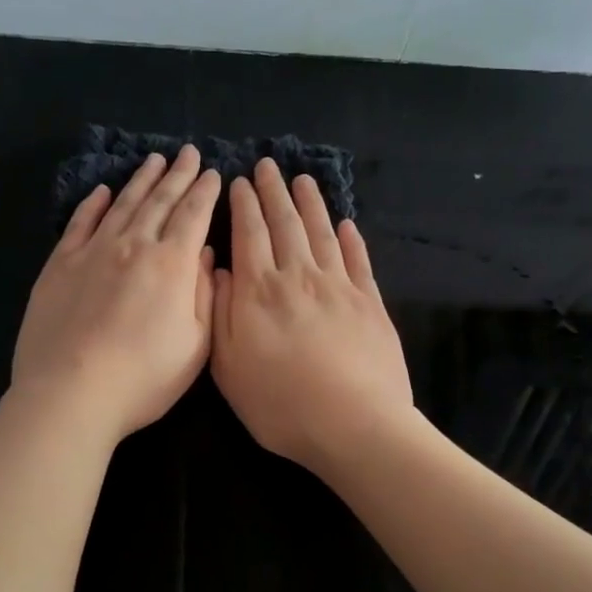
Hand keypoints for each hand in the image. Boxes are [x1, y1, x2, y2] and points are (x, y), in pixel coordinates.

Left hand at [12, 145, 221, 443]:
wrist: (71, 391)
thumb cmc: (144, 377)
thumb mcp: (196, 345)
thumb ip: (203, 294)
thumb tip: (204, 254)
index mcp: (171, 264)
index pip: (193, 215)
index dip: (206, 192)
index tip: (214, 173)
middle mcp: (134, 245)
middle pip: (160, 201)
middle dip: (178, 175)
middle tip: (189, 153)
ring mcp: (93, 251)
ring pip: (123, 204)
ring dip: (141, 180)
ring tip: (154, 161)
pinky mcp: (60, 264)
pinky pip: (80, 223)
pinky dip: (94, 204)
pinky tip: (103, 191)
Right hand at [210, 158, 413, 474]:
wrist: (354, 425)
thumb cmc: (280, 404)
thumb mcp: (228, 367)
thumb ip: (221, 313)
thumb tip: (219, 270)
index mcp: (259, 291)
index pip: (249, 234)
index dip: (244, 205)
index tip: (239, 181)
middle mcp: (299, 277)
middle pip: (286, 223)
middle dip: (274, 192)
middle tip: (268, 165)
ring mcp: (340, 287)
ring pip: (322, 233)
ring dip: (311, 203)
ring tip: (303, 180)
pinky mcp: (371, 303)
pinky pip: (359, 260)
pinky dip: (351, 238)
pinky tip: (346, 223)